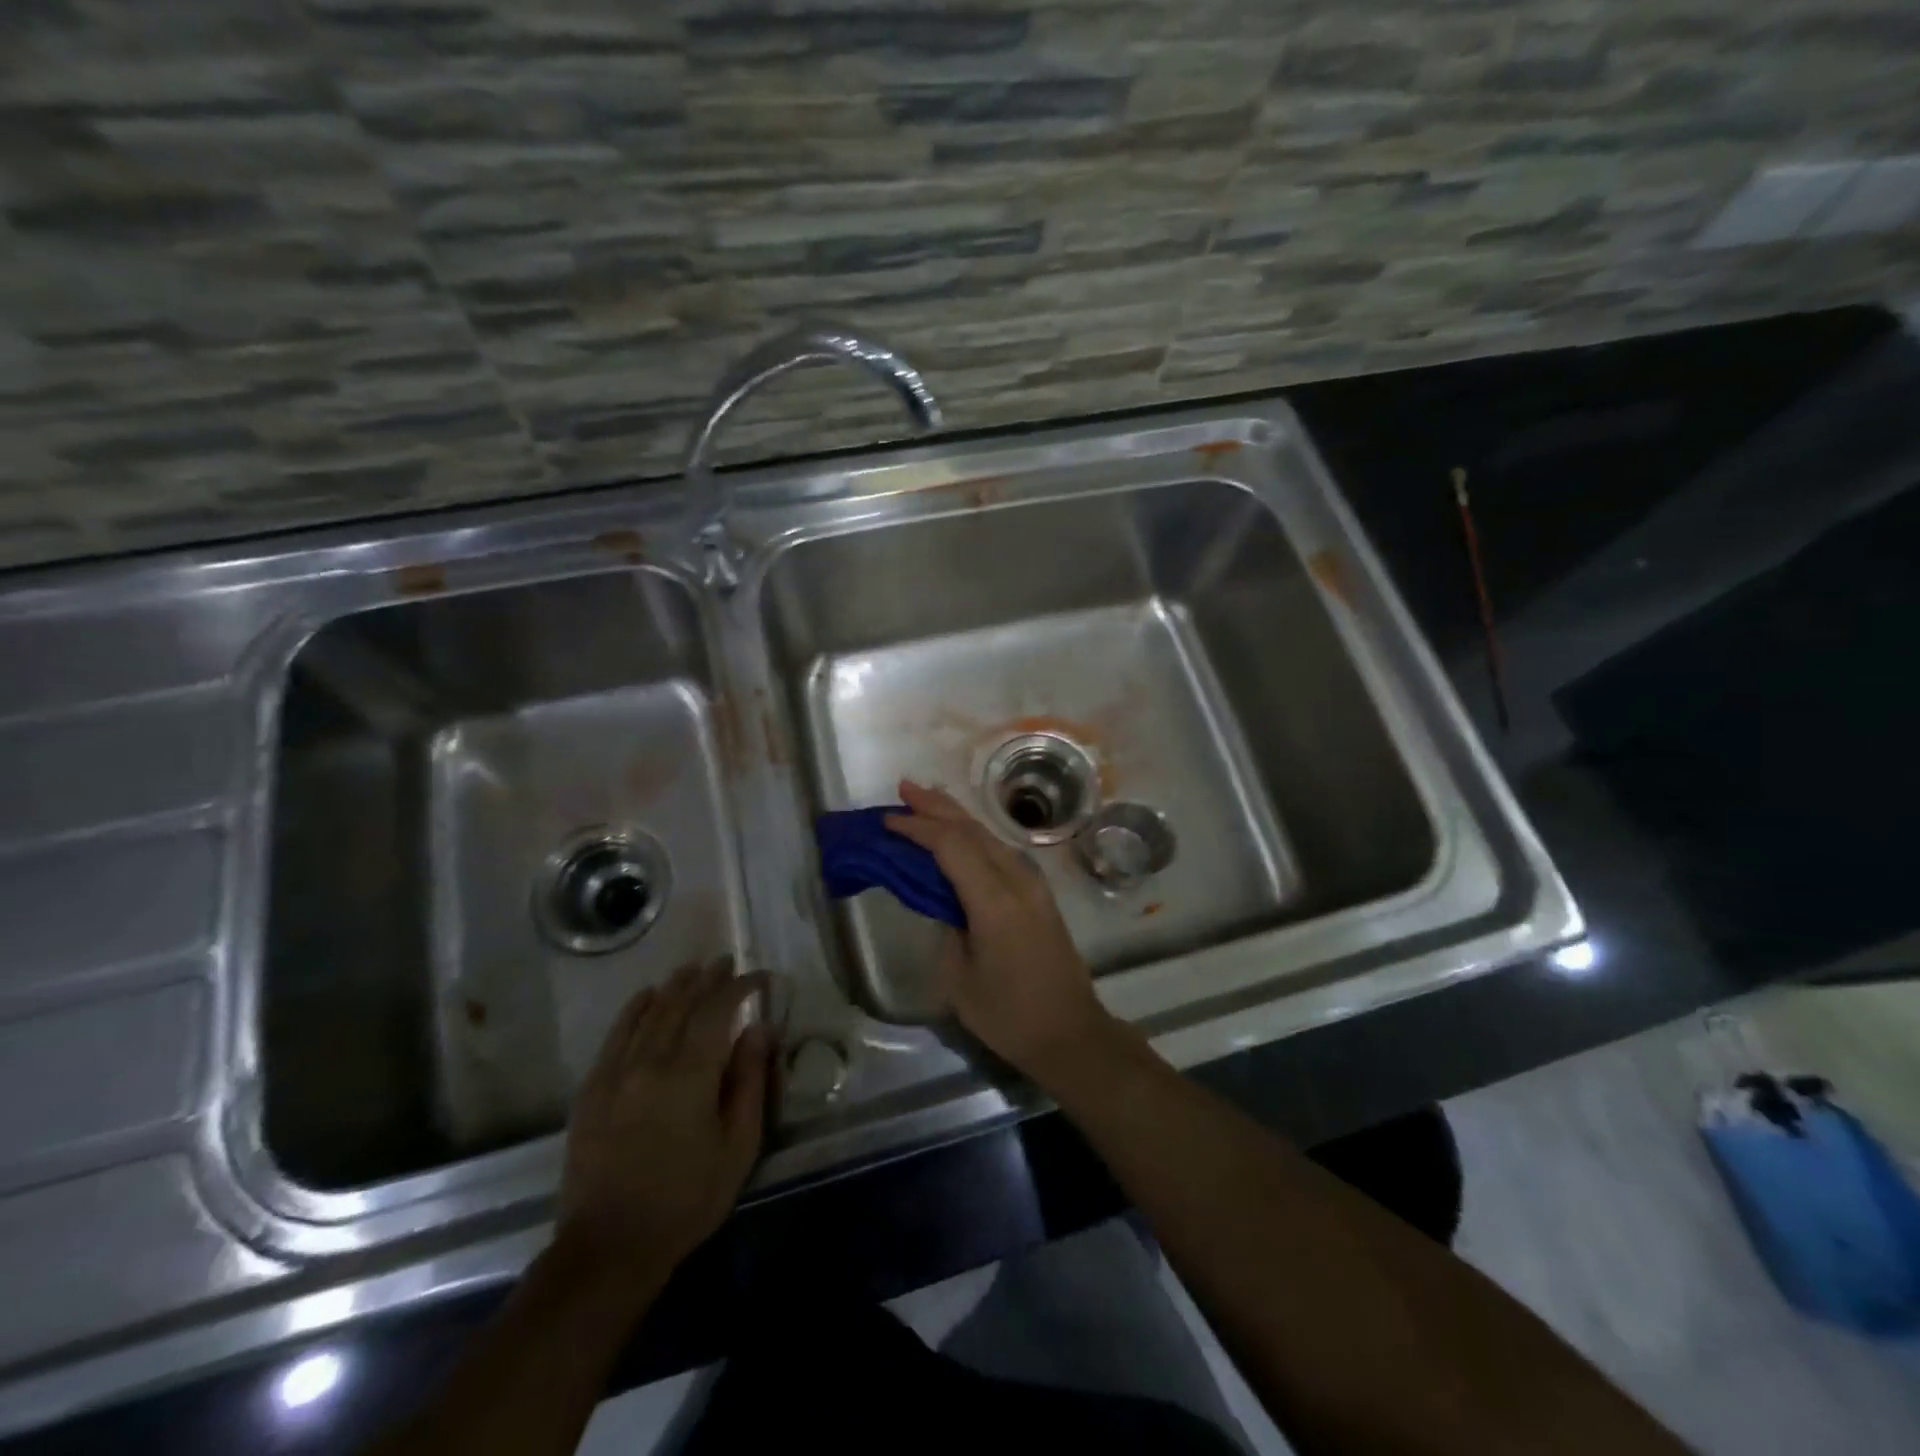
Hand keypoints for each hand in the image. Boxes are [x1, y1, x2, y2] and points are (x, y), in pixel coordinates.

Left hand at [557, 960, 770, 1277]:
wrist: (609, 1248)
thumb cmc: (687, 1199)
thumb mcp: (738, 1146)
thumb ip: (749, 1081)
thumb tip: (758, 1029)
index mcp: (690, 1073)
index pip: (719, 1009)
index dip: (741, 986)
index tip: (760, 978)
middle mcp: (651, 1061)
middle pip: (682, 1003)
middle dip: (707, 978)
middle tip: (726, 963)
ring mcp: (616, 1072)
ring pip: (649, 1012)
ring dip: (674, 986)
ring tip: (693, 971)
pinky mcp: (592, 1089)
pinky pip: (616, 1034)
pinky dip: (635, 1009)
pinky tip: (647, 997)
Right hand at [885, 780, 1114, 1081]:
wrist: (1071, 1033)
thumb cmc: (1009, 1015)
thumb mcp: (959, 978)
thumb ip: (947, 927)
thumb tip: (945, 901)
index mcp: (995, 901)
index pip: (951, 846)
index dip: (918, 828)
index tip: (888, 820)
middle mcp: (1018, 880)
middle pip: (973, 830)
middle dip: (936, 806)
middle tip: (904, 788)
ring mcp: (1033, 884)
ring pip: (989, 836)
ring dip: (955, 816)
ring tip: (925, 801)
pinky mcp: (1039, 893)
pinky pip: (1000, 851)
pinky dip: (973, 836)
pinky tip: (959, 834)